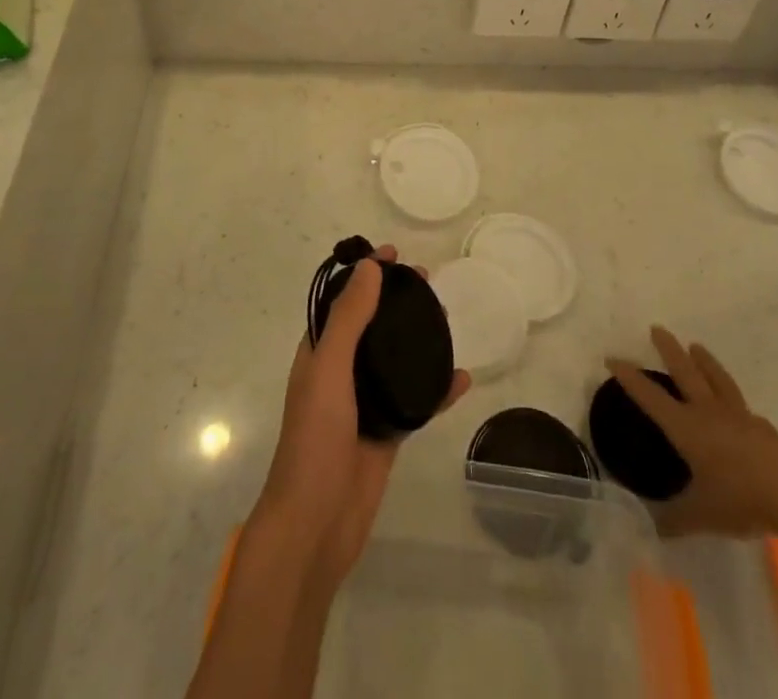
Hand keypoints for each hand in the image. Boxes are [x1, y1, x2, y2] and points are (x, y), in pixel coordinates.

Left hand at [254, 246, 469, 593]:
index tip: (394, 253)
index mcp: (319, 352)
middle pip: (372, 325)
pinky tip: (462, 378)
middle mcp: (341, 371)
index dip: (365, 275)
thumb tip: (370, 267)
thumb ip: (349, 319)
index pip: (343, 300)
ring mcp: (365, 403)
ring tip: (446, 318)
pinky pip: (416, 401)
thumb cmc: (315, 439)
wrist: (316, 524)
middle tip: (427, 283)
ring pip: (395, 360)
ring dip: (417, 338)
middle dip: (395, 301)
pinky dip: (437, 388)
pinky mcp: (388, 432)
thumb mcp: (329, 369)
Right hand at [607, 325, 777, 537]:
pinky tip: (744, 413)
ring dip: (705, 362)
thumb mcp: (702, 515)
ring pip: (717, 380)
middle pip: (685, 372)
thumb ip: (675, 519)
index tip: (612, 358)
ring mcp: (739, 418)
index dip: (629, 377)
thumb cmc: (740, 498)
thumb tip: (652, 528)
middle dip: (668, 350)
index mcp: (686, 427)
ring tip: (696, 346)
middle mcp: (708, 413)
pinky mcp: (764, 430)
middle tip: (657, 328)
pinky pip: (746, 410)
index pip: (650, 396)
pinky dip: (738, 405)